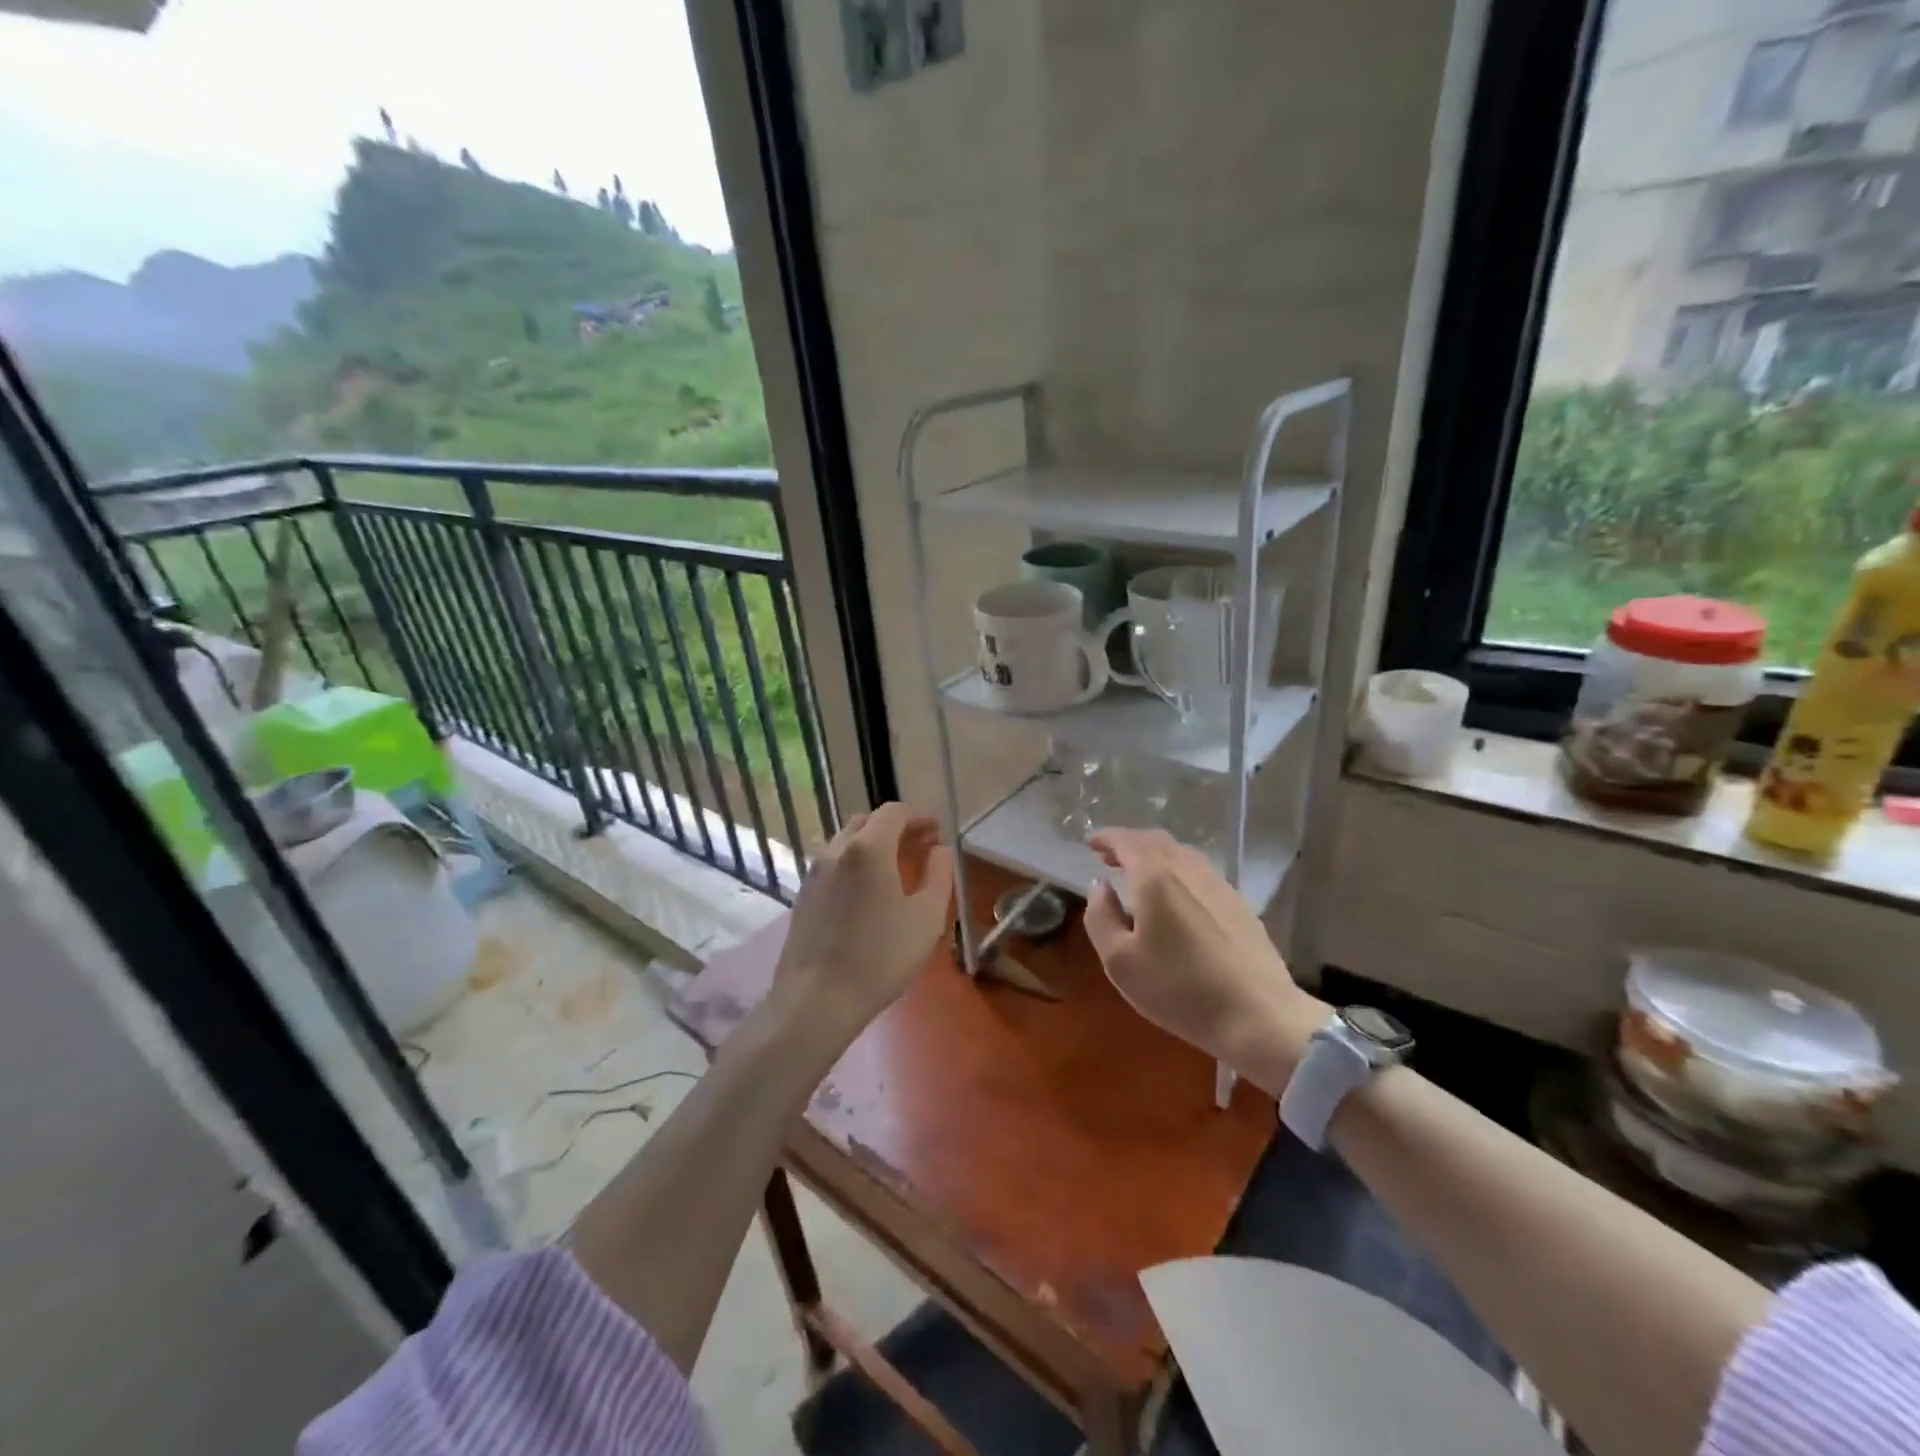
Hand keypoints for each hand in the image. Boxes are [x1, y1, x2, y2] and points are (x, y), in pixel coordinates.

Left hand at [776, 804, 953, 1034]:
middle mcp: (836, 849)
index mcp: (868, 848)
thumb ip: (939, 875)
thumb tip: (939, 850)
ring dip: (873, 843)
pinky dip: (854, 862)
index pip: (893, 812)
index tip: (936, 832)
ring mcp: (814, 871)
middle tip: (920, 846)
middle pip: (867, 822)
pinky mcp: (803, 894)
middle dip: (896, 828)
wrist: (817, 1000)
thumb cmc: (880, 957)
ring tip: (895, 867)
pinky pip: (833, 863)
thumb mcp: (926, 918)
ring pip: (846, 841)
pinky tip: (867, 890)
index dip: (918, 817)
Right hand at [1084, 828, 1327, 1093]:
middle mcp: (1188, 870)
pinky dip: (1178, 871)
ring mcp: (1219, 884)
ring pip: (1182, 853)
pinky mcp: (1239, 904)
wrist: (1258, 1016)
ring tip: (1139, 875)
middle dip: (1129, 843)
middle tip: (1109, 857)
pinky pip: (1200, 872)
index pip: (1127, 841)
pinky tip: (1175, 897)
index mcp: (1156, 878)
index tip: (1090, 844)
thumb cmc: (1179, 989)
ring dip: (1155, 856)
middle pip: (1156, 840)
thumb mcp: (1120, 962)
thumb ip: (1101, 917)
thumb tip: (1100, 886)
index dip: (1106, 838)